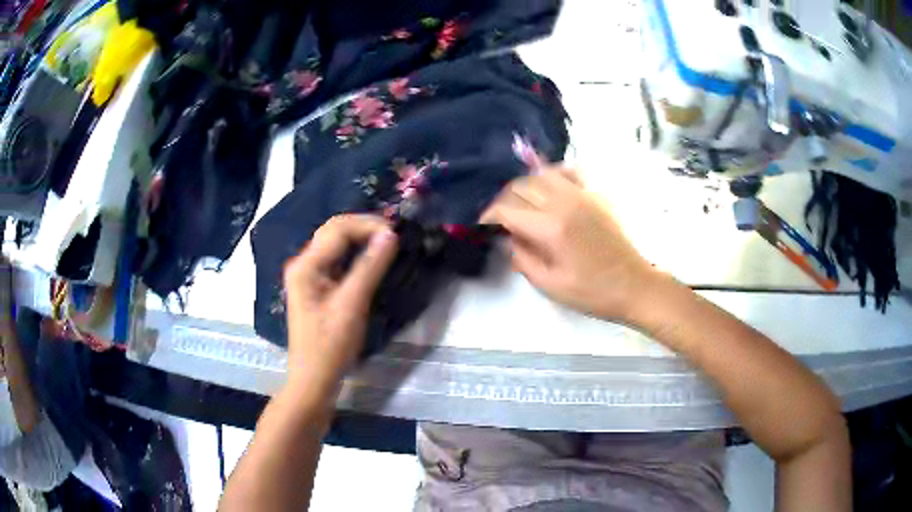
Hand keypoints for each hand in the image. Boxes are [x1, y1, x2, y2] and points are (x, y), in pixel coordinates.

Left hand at [282, 215, 397, 400]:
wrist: (314, 378)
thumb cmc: (330, 345)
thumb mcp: (352, 305)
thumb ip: (370, 267)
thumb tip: (390, 235)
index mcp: (306, 265)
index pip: (338, 229)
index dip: (368, 225)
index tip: (397, 234)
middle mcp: (304, 263)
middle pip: (334, 232)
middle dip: (364, 228)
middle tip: (394, 236)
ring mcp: (309, 275)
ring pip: (336, 245)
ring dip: (362, 240)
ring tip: (388, 244)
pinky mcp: (317, 286)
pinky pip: (338, 260)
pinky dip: (357, 256)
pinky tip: (374, 260)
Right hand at [481, 166, 657, 322]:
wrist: (633, 285)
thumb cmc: (591, 292)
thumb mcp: (549, 284)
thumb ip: (521, 258)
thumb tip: (507, 238)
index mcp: (550, 228)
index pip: (507, 209)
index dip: (489, 216)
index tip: (484, 227)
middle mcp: (563, 202)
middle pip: (521, 186)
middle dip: (503, 200)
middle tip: (501, 219)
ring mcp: (582, 194)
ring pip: (542, 174)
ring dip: (525, 185)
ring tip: (522, 203)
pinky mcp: (595, 195)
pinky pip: (569, 172)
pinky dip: (553, 175)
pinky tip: (550, 188)